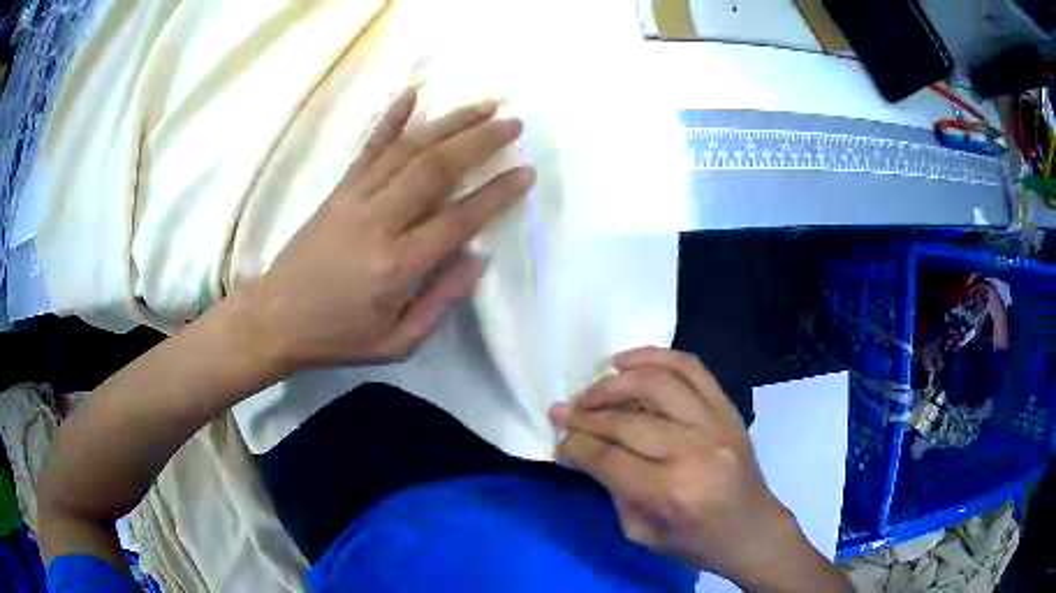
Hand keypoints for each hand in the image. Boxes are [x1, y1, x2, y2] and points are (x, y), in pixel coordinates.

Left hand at [248, 87, 534, 370]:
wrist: (274, 319)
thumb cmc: (337, 337)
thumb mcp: (397, 342)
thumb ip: (441, 301)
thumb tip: (477, 258)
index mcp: (397, 265)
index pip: (459, 219)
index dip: (497, 193)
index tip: (525, 172)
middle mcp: (378, 222)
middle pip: (436, 168)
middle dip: (480, 140)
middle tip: (514, 124)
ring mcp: (355, 199)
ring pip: (408, 149)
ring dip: (450, 122)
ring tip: (485, 105)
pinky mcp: (338, 191)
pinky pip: (368, 148)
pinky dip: (391, 118)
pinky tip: (414, 93)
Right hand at [549, 348, 848, 591]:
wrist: (752, 528)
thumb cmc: (696, 541)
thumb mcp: (642, 532)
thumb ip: (613, 488)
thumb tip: (584, 450)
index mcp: (670, 492)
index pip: (608, 458)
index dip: (575, 446)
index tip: (559, 443)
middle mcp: (693, 451)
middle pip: (626, 420)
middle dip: (584, 415)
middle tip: (562, 413)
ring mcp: (715, 423)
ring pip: (656, 384)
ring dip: (614, 383)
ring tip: (591, 390)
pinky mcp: (727, 408)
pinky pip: (690, 368)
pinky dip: (655, 356)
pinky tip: (627, 362)